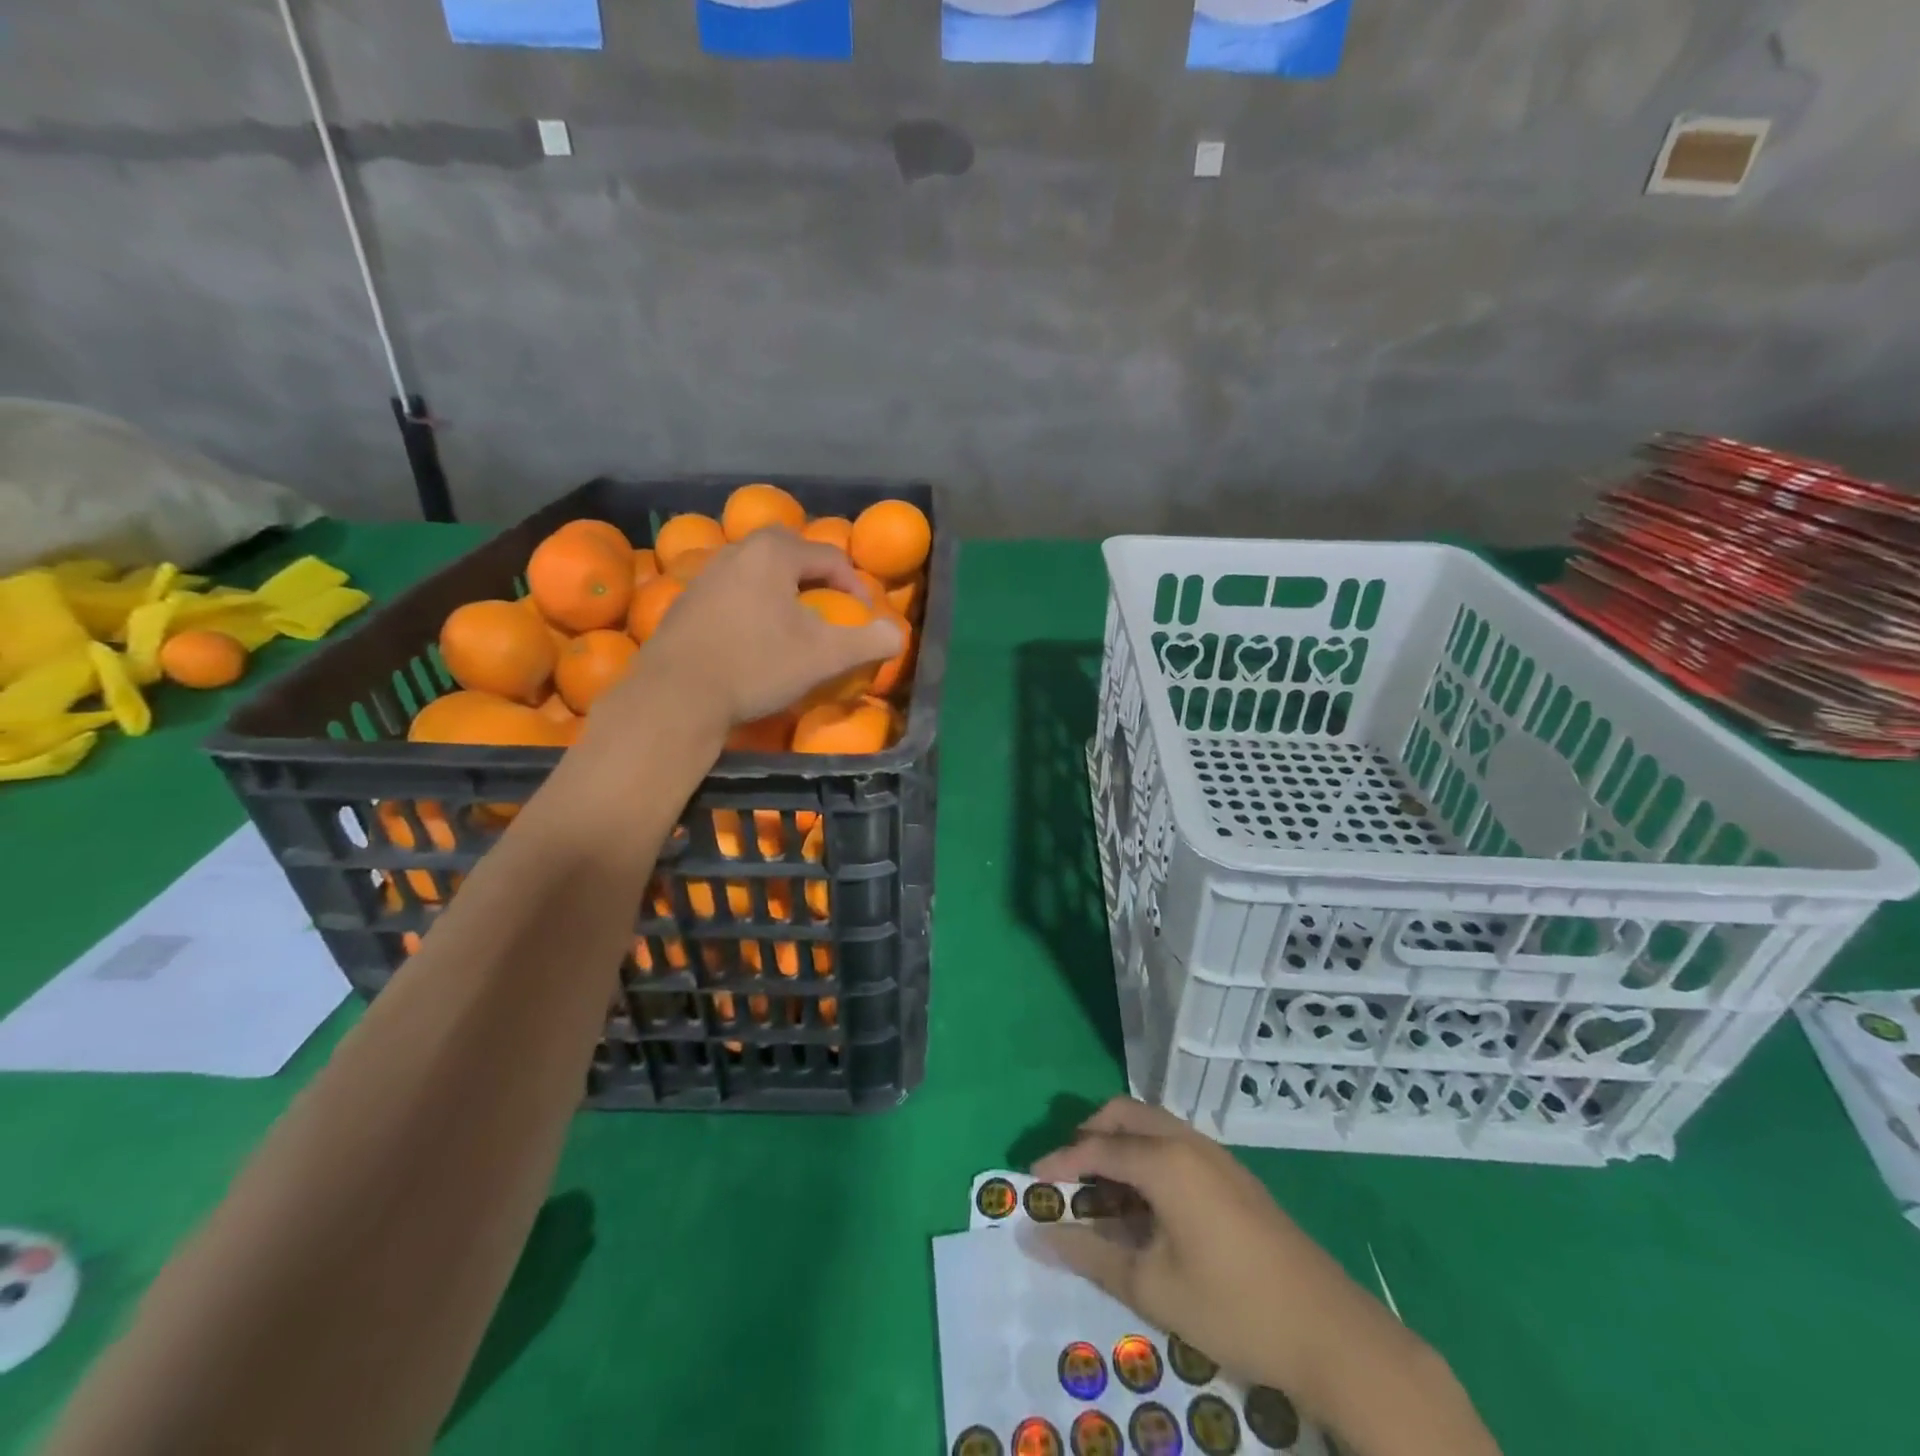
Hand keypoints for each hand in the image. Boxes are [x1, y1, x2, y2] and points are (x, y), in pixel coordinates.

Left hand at [594, 528, 901, 740]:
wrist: (677, 695)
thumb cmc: (757, 665)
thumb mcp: (825, 656)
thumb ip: (869, 641)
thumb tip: (897, 635)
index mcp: (773, 553)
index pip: (830, 557)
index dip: (856, 587)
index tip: (864, 619)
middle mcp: (737, 551)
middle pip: (790, 553)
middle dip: (817, 578)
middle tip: (831, 609)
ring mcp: (706, 574)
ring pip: (758, 572)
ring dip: (783, 591)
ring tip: (795, 624)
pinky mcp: (687, 602)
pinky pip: (733, 591)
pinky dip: (754, 605)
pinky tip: (755, 638)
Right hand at [1027, 1098, 1410, 1410]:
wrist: (1332, 1332)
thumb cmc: (1233, 1307)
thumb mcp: (1152, 1286)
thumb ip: (1090, 1254)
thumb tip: (1035, 1237)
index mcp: (1165, 1160)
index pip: (1097, 1147)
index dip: (1060, 1161)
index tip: (1030, 1181)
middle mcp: (1188, 1141)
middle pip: (1124, 1115)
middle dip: (1090, 1135)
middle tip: (1067, 1176)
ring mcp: (1216, 1155)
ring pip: (1152, 1125)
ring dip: (1120, 1144)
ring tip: (1102, 1193)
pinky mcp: (1233, 1174)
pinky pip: (1175, 1143)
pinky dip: (1147, 1156)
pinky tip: (1146, 1204)